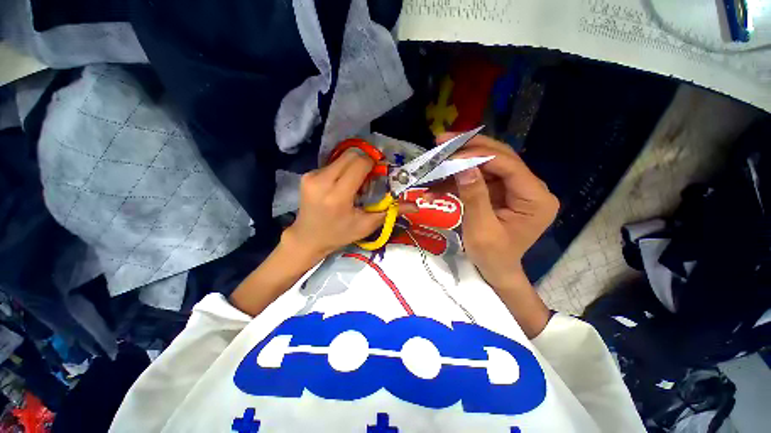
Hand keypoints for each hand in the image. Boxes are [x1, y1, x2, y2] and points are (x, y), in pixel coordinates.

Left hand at [284, 149, 389, 259]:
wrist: (308, 238)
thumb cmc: (339, 234)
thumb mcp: (367, 225)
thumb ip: (391, 211)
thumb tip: (416, 206)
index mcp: (338, 196)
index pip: (360, 164)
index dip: (373, 164)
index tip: (379, 174)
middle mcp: (322, 181)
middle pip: (351, 155)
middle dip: (364, 162)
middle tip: (369, 179)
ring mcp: (311, 176)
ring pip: (341, 158)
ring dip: (353, 166)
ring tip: (355, 184)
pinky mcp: (307, 175)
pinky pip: (332, 164)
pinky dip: (342, 170)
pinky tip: (342, 185)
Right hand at [428, 134, 558, 290]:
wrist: (495, 271)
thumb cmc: (492, 256)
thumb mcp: (481, 229)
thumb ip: (474, 196)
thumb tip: (463, 166)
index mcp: (535, 198)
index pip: (508, 165)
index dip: (477, 156)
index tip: (448, 154)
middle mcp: (529, 187)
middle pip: (499, 157)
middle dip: (468, 148)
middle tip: (441, 141)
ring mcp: (513, 188)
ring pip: (485, 164)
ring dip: (458, 164)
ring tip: (434, 162)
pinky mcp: (499, 192)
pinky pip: (477, 178)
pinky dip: (457, 180)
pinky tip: (437, 185)